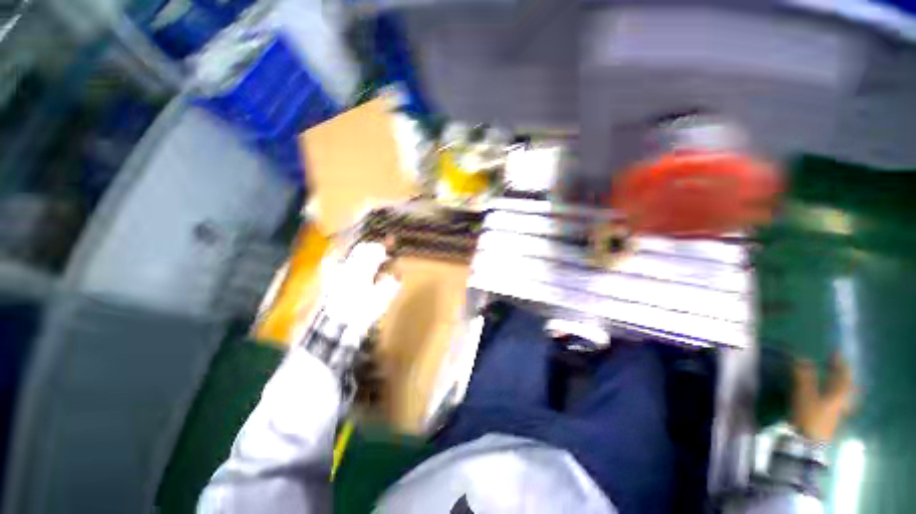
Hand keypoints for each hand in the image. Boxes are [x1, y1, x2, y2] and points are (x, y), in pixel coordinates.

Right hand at [791, 354, 855, 442]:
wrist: (808, 443)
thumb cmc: (808, 416)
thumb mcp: (804, 394)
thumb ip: (803, 376)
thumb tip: (802, 357)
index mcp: (839, 394)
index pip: (842, 375)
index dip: (840, 363)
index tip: (835, 352)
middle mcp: (842, 401)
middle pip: (846, 385)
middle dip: (842, 375)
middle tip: (837, 365)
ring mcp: (837, 412)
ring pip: (843, 395)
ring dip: (839, 385)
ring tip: (833, 379)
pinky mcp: (830, 419)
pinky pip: (837, 402)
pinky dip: (834, 394)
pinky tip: (829, 396)